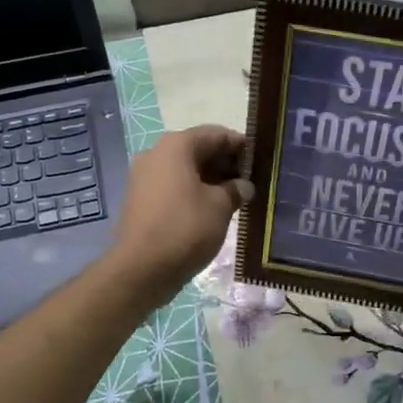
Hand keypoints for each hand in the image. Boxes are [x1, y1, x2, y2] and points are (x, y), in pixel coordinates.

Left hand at [108, 124, 253, 305]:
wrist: (141, 269)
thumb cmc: (185, 228)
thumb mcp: (220, 207)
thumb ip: (236, 189)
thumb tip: (244, 186)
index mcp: (176, 146)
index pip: (216, 134)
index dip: (241, 146)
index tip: (261, 162)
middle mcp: (156, 153)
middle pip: (199, 150)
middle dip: (226, 164)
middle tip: (252, 182)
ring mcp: (145, 177)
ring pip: (187, 170)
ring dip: (212, 180)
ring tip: (237, 198)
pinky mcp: (141, 199)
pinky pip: (174, 186)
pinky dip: (194, 192)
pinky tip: (214, 209)